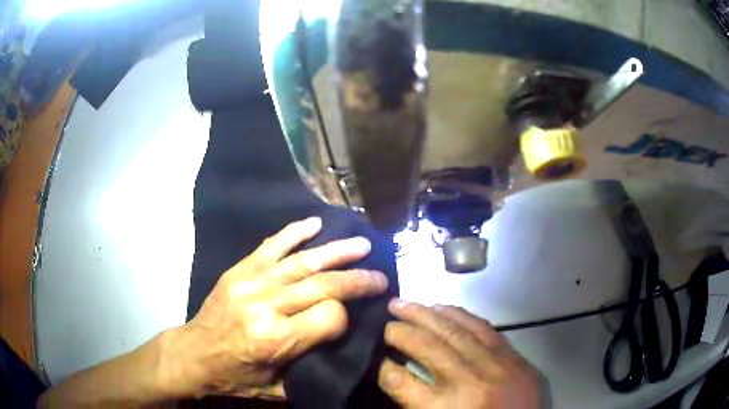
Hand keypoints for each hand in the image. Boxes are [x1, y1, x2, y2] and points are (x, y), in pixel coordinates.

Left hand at [162, 217, 388, 398]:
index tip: (351, 317)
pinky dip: (295, 233)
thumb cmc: (236, 375)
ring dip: (336, 251)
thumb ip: (309, 362)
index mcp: (277, 339)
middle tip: (379, 275)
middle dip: (357, 279)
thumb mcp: (277, 385)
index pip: (330, 317)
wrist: (194, 354)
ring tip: (362, 244)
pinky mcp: (239, 271)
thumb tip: (339, 338)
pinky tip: (315, 224)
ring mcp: (251, 283)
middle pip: (323, 285)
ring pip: (303, 262)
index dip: (346, 316)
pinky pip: (271, 246)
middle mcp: (267, 306)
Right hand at [378, 300, 539, 408]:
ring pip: (454, 331)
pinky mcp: (513, 358)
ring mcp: (494, 366)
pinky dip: (459, 315)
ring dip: (425, 314)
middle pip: (426, 347)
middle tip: (382, 320)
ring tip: (402, 303)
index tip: (371, 355)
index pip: (400, 380)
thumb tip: (397, 375)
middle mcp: (468, 382)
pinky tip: (442, 307)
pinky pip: (483, 328)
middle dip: (399, 331)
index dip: (381, 366)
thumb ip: (416, 404)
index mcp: (444, 408)